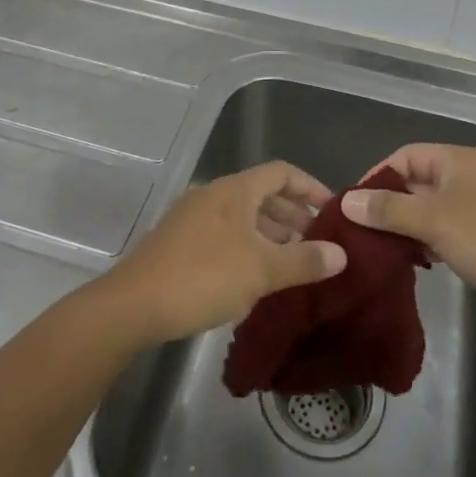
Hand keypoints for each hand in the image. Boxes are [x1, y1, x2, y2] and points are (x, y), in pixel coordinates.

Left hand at [95, 161, 346, 347]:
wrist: (134, 304)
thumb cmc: (204, 276)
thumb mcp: (262, 270)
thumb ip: (304, 260)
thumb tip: (341, 253)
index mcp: (235, 189)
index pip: (282, 172)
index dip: (311, 187)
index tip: (333, 211)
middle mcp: (214, 194)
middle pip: (262, 194)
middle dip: (293, 215)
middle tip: (318, 243)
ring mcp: (193, 217)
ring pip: (243, 216)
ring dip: (271, 234)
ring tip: (293, 263)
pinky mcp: (179, 242)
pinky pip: (225, 234)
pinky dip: (248, 247)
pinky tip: (255, 278)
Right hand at [341, 144, 475, 334]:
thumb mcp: (432, 222)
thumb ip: (387, 210)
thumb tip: (346, 200)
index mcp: (458, 160)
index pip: (405, 155)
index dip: (377, 177)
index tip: (354, 206)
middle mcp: (471, 174)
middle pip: (418, 180)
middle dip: (391, 204)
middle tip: (363, 232)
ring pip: (433, 207)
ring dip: (410, 224)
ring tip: (384, 249)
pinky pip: (450, 227)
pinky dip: (431, 239)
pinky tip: (420, 261)